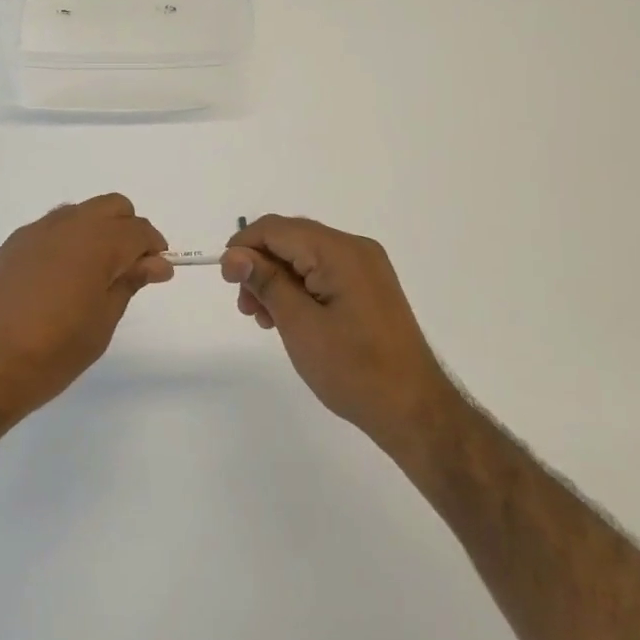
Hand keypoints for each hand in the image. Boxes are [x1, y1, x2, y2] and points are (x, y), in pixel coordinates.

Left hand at [0, 194, 171, 434]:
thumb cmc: (48, 355)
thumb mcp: (99, 325)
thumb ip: (128, 284)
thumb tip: (155, 263)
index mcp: (94, 242)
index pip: (138, 230)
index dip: (154, 250)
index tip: (158, 274)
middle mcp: (64, 226)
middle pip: (111, 207)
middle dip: (128, 230)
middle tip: (129, 271)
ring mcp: (31, 234)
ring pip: (78, 214)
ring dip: (96, 233)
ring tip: (94, 279)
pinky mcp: (8, 248)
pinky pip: (50, 231)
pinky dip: (67, 244)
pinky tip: (59, 283)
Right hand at [221, 216, 454, 455]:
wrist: (413, 410)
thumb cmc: (353, 369)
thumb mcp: (299, 324)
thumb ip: (265, 282)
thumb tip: (233, 255)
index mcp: (340, 252)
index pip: (277, 228)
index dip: (244, 246)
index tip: (226, 280)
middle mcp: (355, 249)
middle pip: (291, 239)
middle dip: (259, 266)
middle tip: (245, 306)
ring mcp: (365, 268)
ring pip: (304, 257)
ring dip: (276, 280)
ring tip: (263, 318)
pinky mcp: (368, 288)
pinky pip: (322, 273)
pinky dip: (298, 289)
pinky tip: (287, 318)